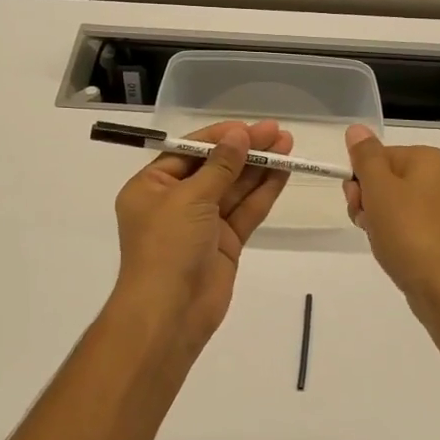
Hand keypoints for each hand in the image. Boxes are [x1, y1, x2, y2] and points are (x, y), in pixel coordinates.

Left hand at [111, 120, 291, 348]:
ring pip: (234, 188)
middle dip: (244, 150)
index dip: (219, 137)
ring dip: (259, 167)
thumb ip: (219, 166)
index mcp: (151, 187)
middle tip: (277, 131)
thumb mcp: (190, 198)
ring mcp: (202, 223)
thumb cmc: (167, 246)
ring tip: (287, 144)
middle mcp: (175, 202)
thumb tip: (239, 135)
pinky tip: (284, 171)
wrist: (170, 313)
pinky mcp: (225, 243)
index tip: (247, 127)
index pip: (188, 152)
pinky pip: (245, 211)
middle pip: (214, 168)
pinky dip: (263, 192)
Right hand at [344, 124, 439, 325]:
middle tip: (368, 225)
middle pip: (388, 180)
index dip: (360, 181)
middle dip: (369, 203)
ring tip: (385, 245)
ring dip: (381, 224)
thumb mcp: (380, 189)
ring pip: (398, 207)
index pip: (378, 157)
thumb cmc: (411, 234)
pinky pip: (414, 229)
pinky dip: (400, 240)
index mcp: (429, 159)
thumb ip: (365, 156)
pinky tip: (399, 257)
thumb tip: (357, 128)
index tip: (357, 204)